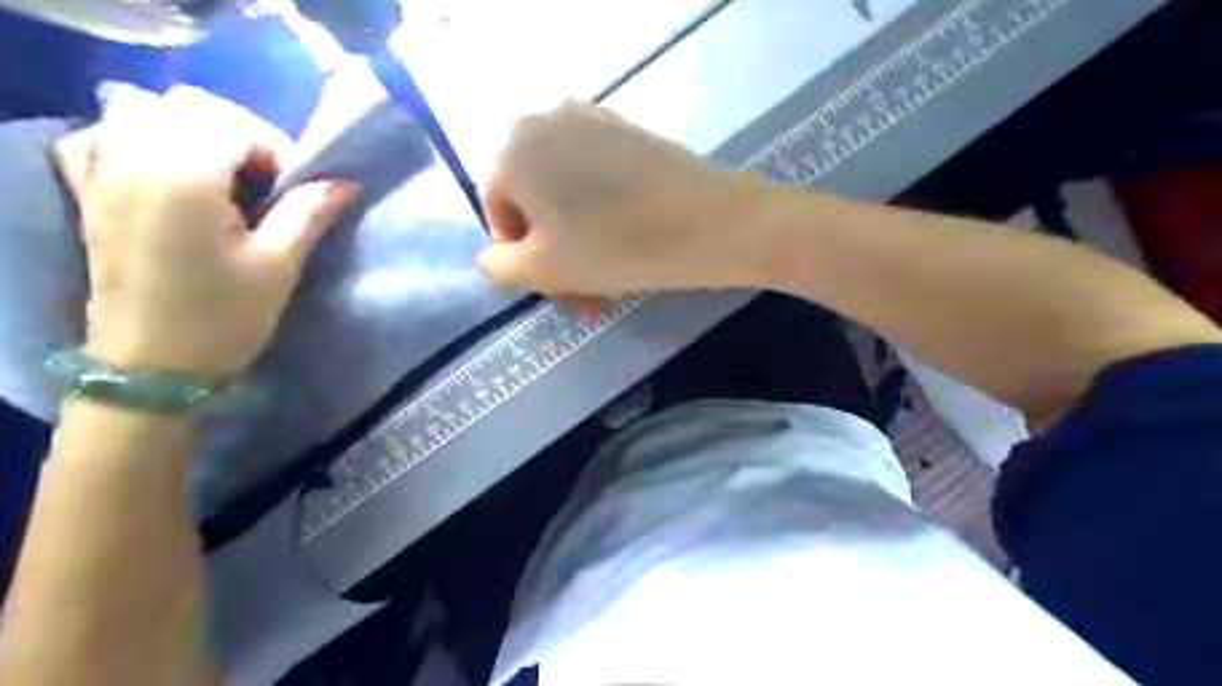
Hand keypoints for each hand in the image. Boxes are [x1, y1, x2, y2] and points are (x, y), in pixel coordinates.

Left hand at [78, 85, 359, 379]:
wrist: (152, 368)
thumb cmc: (222, 317)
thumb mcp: (278, 266)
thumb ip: (308, 214)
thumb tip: (344, 184)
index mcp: (182, 176)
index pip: (235, 124)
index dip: (278, 150)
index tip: (298, 193)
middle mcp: (133, 161)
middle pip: (188, 106)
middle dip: (241, 134)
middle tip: (268, 182)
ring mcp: (103, 175)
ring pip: (142, 112)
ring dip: (192, 132)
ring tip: (225, 176)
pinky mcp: (90, 196)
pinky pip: (101, 138)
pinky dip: (135, 139)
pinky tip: (164, 171)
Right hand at [475, 99, 760, 293]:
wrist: (708, 223)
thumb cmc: (614, 247)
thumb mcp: (541, 269)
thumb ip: (498, 267)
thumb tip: (494, 258)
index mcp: (514, 147)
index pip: (498, 211)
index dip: (519, 256)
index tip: (553, 287)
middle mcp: (546, 120)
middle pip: (535, 201)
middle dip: (554, 253)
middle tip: (583, 294)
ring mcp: (593, 120)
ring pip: (568, 194)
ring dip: (580, 240)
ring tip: (609, 280)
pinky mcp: (630, 131)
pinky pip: (598, 178)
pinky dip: (602, 213)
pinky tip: (628, 245)